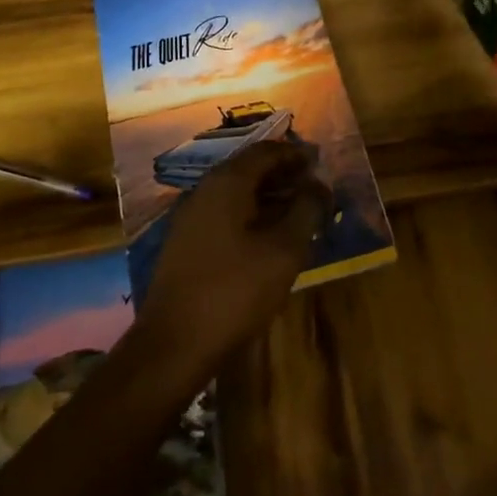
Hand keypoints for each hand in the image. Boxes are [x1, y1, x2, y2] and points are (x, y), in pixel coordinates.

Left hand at [132, 140, 329, 376]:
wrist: (174, 344)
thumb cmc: (235, 291)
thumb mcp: (284, 250)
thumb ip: (306, 210)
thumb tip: (320, 183)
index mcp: (227, 182)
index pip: (266, 151)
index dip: (296, 154)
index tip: (322, 163)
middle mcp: (205, 190)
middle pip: (250, 169)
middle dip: (284, 175)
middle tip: (315, 190)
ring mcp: (191, 217)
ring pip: (237, 194)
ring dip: (269, 197)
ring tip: (300, 214)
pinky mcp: (186, 243)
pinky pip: (225, 215)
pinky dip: (252, 216)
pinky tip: (270, 239)